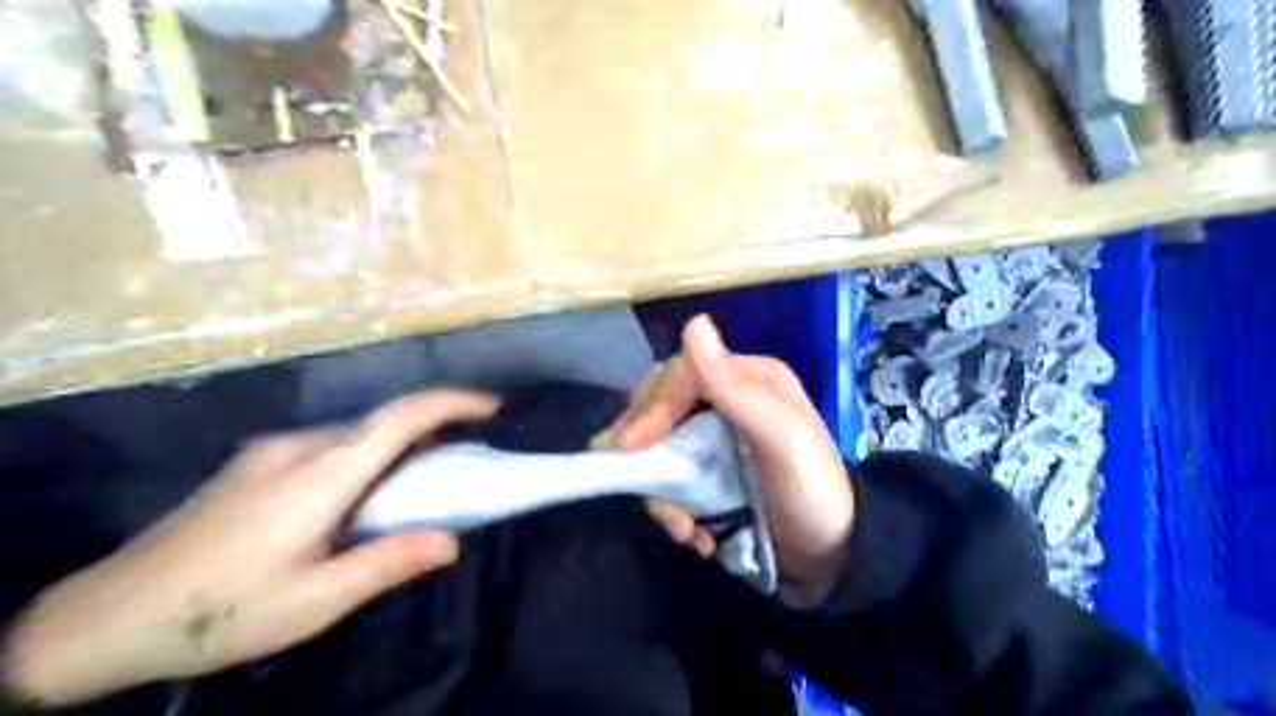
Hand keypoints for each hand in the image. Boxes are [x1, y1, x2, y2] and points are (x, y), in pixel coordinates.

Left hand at [3, 390, 497, 707]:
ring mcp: (272, 450)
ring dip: (399, 446)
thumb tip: (452, 540)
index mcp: (318, 476)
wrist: (101, 619)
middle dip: (434, 430)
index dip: (451, 403)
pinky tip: (366, 495)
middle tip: (467, 460)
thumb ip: (387, 564)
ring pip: (357, 434)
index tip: (492, 406)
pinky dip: (369, 456)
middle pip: (382, 422)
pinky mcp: (258, 463)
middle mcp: (298, 447)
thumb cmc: (216, 613)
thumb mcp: (313, 602)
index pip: (399, 418)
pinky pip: (332, 445)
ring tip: (424, 483)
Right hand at [601, 316, 856, 602]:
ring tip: (681, 527)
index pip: (681, 374)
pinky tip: (692, 533)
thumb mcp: (782, 439)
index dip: (652, 406)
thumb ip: (736, 388)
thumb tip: (694, 322)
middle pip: (661, 405)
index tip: (631, 446)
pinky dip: (670, 507)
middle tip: (636, 481)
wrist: (832, 557)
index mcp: (748, 378)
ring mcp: (713, 437)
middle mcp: (727, 399)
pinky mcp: (705, 472)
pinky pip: (667, 477)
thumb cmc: (812, 492)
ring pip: (657, 445)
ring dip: (658, 489)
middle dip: (645, 447)